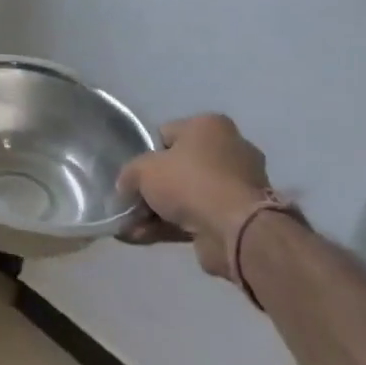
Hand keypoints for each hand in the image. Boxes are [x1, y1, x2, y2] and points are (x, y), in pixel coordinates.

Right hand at [117, 114, 273, 279]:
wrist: (236, 230)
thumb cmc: (190, 182)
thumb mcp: (143, 170)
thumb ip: (129, 174)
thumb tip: (127, 187)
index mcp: (210, 126)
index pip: (167, 134)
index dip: (147, 154)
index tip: (135, 174)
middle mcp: (229, 150)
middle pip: (178, 167)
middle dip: (153, 188)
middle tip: (131, 203)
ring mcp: (237, 185)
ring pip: (186, 195)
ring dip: (158, 211)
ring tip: (130, 226)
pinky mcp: (239, 216)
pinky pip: (197, 217)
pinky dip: (172, 226)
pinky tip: (142, 237)